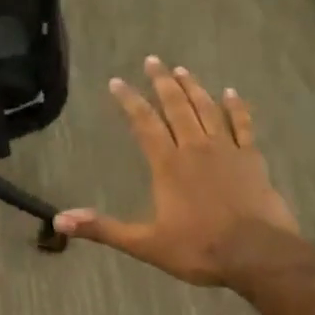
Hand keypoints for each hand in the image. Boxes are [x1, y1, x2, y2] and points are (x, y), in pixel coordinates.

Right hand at [54, 58, 297, 287]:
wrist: (256, 253)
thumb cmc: (198, 249)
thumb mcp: (145, 244)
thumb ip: (102, 228)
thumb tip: (59, 220)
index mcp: (167, 165)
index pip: (144, 124)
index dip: (129, 101)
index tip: (117, 82)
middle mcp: (195, 148)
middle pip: (176, 107)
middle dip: (162, 82)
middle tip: (153, 61)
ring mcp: (227, 150)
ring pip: (207, 109)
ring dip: (193, 88)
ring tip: (182, 70)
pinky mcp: (252, 158)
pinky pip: (242, 124)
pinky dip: (236, 107)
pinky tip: (231, 93)